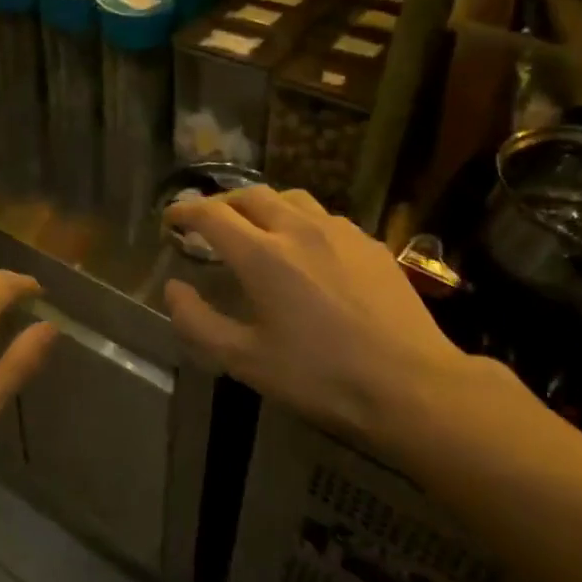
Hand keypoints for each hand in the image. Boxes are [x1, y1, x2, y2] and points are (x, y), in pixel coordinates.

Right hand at [164, 187, 513, 456]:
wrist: (410, 385)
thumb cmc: (319, 377)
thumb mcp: (244, 361)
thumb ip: (198, 322)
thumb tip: (174, 289)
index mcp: (263, 255)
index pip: (213, 215)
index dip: (185, 211)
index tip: (171, 217)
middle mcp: (299, 229)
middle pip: (251, 195)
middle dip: (222, 203)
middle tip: (208, 222)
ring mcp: (341, 232)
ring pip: (292, 198)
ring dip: (263, 205)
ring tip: (255, 227)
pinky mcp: (371, 244)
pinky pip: (325, 217)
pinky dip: (299, 220)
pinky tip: (306, 248)